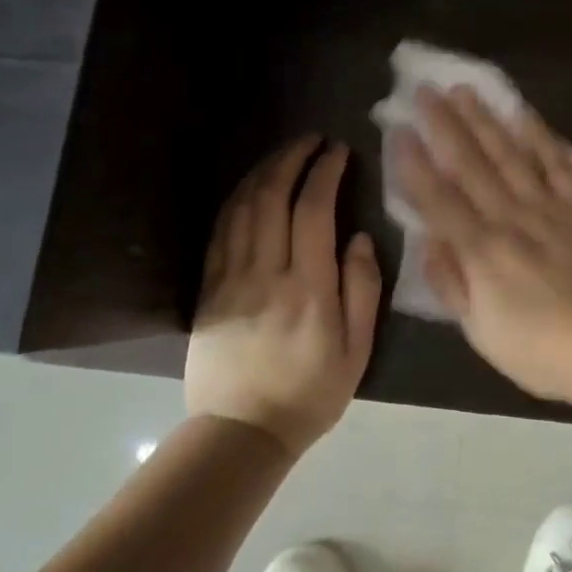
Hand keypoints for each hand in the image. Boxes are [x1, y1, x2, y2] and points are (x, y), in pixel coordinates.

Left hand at [185, 137, 381, 456]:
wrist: (242, 431)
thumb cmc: (310, 393)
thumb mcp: (357, 351)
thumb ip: (362, 290)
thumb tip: (358, 238)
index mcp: (308, 288)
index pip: (313, 210)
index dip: (325, 172)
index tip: (338, 151)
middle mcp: (266, 273)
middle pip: (272, 197)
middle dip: (292, 159)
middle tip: (312, 140)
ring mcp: (231, 279)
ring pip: (242, 207)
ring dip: (264, 171)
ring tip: (285, 154)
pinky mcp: (209, 289)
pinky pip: (220, 231)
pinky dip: (237, 199)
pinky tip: (251, 187)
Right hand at [393, 87, 571, 407]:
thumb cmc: (542, 350)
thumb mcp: (481, 332)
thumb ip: (451, 283)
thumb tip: (428, 241)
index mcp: (481, 251)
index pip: (438, 199)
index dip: (415, 164)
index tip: (398, 130)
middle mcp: (510, 218)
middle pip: (471, 165)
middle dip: (444, 126)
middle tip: (424, 92)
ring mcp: (550, 207)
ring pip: (510, 155)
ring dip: (485, 121)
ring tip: (465, 91)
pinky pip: (560, 163)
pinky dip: (541, 136)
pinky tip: (524, 114)